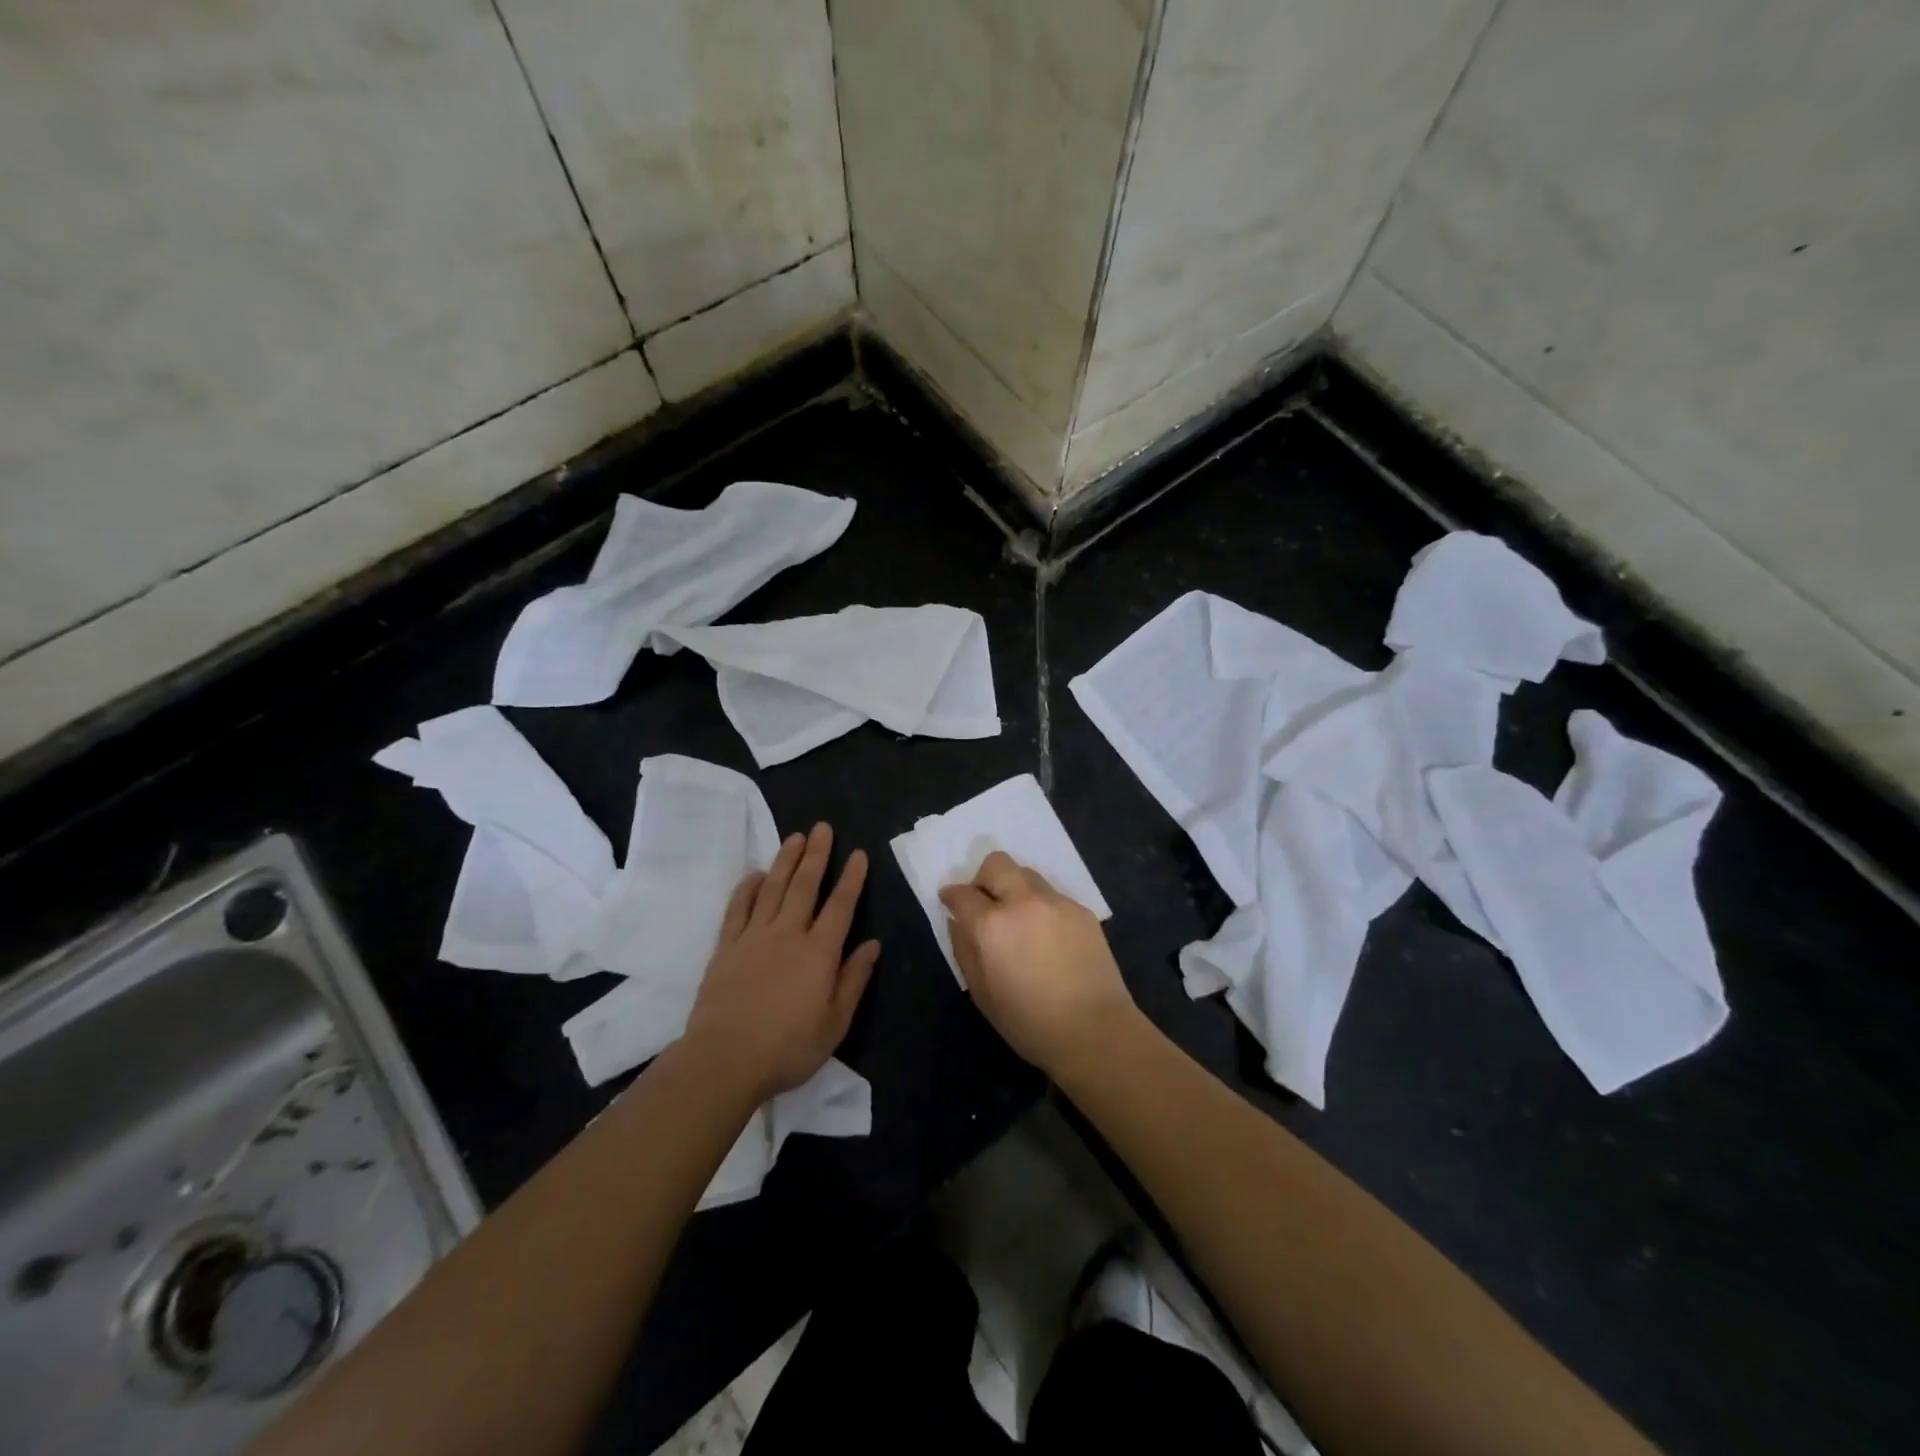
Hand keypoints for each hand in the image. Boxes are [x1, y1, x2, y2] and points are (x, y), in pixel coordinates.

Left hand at [684, 824, 879, 1102]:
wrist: (725, 1059)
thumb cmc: (788, 1047)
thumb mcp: (835, 1023)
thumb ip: (854, 979)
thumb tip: (873, 944)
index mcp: (819, 952)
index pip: (841, 905)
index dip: (851, 878)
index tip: (858, 854)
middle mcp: (788, 934)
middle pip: (805, 885)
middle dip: (817, 854)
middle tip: (822, 828)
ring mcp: (754, 936)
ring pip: (773, 888)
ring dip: (786, 860)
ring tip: (795, 837)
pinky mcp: (726, 946)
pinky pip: (738, 908)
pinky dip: (748, 887)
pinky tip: (756, 874)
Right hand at [938, 851, 1138, 1076]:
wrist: (1094, 1030)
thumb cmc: (1028, 1022)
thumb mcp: (981, 993)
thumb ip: (964, 949)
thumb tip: (958, 922)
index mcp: (992, 925)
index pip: (962, 893)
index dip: (952, 896)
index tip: (951, 902)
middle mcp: (1023, 902)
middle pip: (996, 864)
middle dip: (983, 878)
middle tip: (986, 904)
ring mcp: (1056, 902)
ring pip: (1027, 874)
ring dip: (1015, 889)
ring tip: (1020, 921)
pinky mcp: (1082, 910)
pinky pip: (1052, 895)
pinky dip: (1041, 907)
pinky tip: (1048, 937)